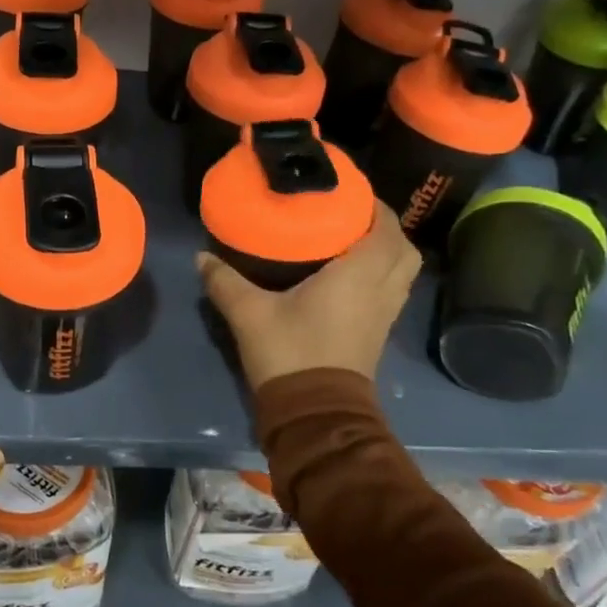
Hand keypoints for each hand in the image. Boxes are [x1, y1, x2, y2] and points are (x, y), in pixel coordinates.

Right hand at [196, 207, 420, 388]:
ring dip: (388, 252)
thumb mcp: (249, 314)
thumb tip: (201, 257)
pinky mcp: (379, 333)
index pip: (385, 228)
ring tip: (355, 242)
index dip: (375, 206)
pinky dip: (383, 275)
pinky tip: (350, 276)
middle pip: (404, 249)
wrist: (316, 413)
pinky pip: (393, 291)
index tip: (351, 193)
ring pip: (403, 272)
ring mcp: (385, 314)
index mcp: (359, 275)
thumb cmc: (290, 353)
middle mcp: (381, 290)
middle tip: (354, 217)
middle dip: (386, 228)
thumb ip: (225, 281)